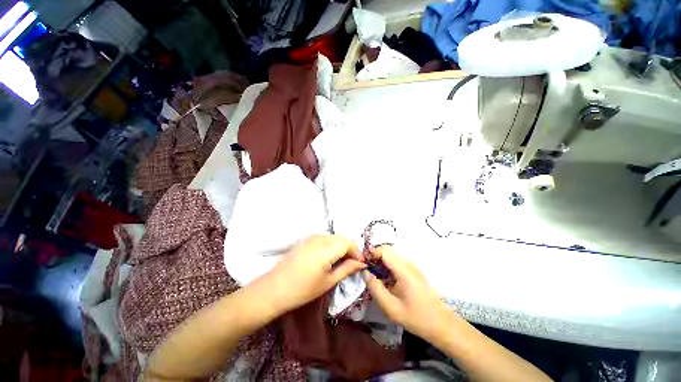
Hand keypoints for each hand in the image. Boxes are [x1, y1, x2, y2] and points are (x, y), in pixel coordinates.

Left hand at [260, 235, 365, 313]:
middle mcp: (320, 238)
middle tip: (352, 263)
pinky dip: (330, 245)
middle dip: (349, 249)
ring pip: (333, 237)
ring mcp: (311, 237)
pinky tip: (328, 257)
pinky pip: (323, 238)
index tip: (361, 263)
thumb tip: (361, 263)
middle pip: (341, 238)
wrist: (274, 288)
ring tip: (341, 261)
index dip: (357, 252)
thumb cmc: (303, 289)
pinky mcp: (305, 240)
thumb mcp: (328, 281)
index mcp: (327, 247)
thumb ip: (347, 269)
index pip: (348, 243)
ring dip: (340, 246)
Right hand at [363, 246, 456, 340]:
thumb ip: (375, 288)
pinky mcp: (413, 271)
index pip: (384, 250)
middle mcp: (408, 264)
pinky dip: (387, 267)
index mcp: (404, 270)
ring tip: (375, 278)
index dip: (371, 253)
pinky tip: (386, 281)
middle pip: (387, 251)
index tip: (363, 265)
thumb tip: (365, 273)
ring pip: (391, 256)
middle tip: (367, 272)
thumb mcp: (391, 308)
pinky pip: (397, 263)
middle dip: (374, 258)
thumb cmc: (417, 318)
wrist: (442, 324)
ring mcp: (412, 267)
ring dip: (380, 263)